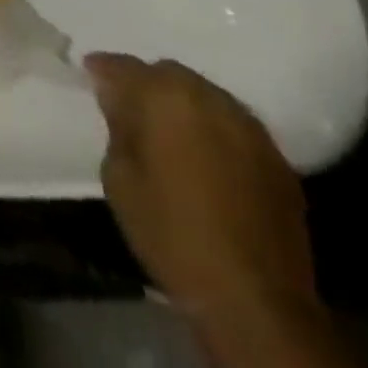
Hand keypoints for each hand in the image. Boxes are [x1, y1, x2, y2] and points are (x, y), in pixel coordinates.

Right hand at [87, 54, 327, 343]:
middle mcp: (207, 96)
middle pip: (168, 74)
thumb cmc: (172, 235)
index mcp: (163, 95)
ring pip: (205, 96)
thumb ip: (118, 128)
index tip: (90, 76)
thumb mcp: (119, 181)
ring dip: (185, 107)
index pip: (122, 66)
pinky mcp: (277, 158)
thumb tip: (120, 104)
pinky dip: (216, 134)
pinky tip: (210, 162)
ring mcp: (248, 125)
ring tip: (173, 136)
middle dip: (147, 86)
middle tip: (133, 112)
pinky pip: (234, 127)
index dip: (102, 70)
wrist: (255, 301)